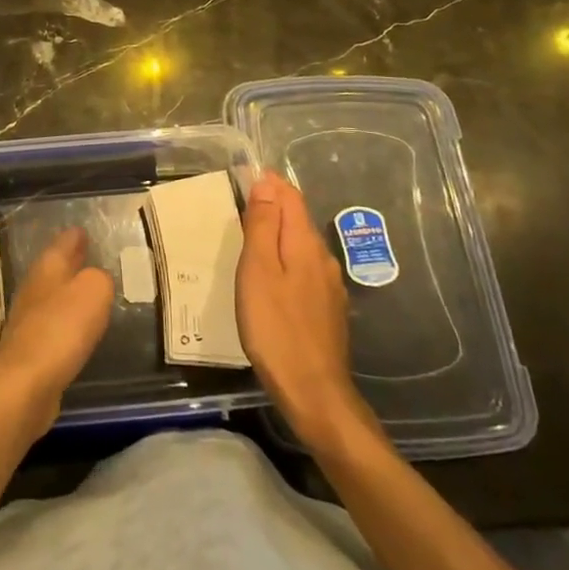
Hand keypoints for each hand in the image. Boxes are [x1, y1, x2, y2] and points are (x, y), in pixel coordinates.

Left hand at [0, 226, 113, 435]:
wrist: (24, 386)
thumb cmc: (60, 330)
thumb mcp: (93, 292)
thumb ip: (99, 280)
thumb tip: (96, 280)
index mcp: (47, 270)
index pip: (61, 244)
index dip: (73, 237)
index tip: (81, 229)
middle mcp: (34, 290)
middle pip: (53, 270)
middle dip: (68, 261)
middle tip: (84, 251)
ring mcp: (28, 322)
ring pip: (51, 297)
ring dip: (66, 291)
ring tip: (85, 288)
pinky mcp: (30, 353)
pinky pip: (52, 327)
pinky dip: (64, 322)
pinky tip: (76, 329)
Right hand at [237, 171, 381, 455]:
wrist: (313, 392)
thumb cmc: (276, 327)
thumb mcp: (258, 270)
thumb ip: (262, 225)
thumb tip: (266, 182)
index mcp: (305, 243)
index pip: (290, 196)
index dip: (269, 183)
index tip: (243, 177)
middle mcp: (323, 258)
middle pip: (298, 219)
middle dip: (272, 206)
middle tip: (239, 205)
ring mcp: (329, 286)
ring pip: (301, 246)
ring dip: (278, 234)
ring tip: (249, 240)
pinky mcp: (327, 310)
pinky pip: (304, 269)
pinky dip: (285, 260)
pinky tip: (271, 278)